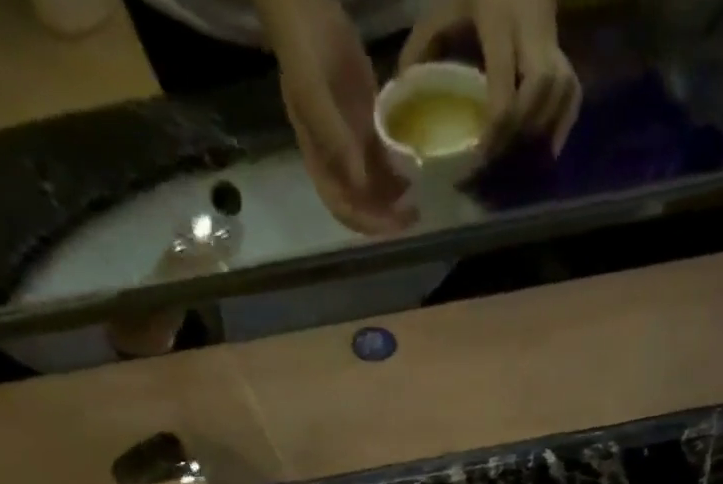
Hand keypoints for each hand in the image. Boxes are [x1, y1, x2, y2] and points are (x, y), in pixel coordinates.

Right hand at [261, 0, 414, 233]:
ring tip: (418, 195)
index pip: (344, 208)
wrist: (309, 13)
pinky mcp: (367, 125)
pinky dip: (399, 168)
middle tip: (415, 215)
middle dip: (387, 216)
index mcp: (320, 163)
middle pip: (363, 204)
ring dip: (396, 197)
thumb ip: (336, 141)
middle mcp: (338, 162)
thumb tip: (360, 182)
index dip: (368, 222)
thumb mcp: (314, 97)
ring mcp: (353, 144)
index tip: (394, 224)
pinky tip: (414, 166)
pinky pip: (385, 157)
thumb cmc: (304, 55)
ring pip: (377, 185)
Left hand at [400, 0, 581, 153]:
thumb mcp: (444, 7)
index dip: (494, 129)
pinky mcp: (567, 56)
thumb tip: (401, 88)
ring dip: (540, 131)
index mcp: (500, 20)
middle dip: (519, 130)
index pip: (504, 87)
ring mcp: (555, 44)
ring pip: (559, 94)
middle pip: (537, 91)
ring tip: (518, 158)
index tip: (479, 155)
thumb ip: (422, 45)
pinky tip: (545, 149)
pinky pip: (571, 97)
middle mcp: (533, 32)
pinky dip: (561, 126)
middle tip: (500, 159)